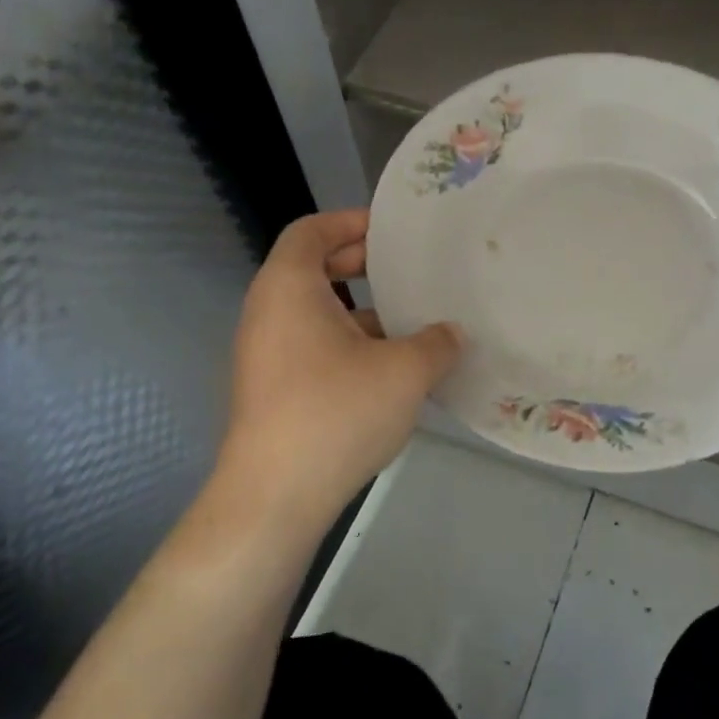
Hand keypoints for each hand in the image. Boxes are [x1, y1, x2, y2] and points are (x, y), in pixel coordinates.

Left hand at [214, 209, 460, 529]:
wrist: (275, 495)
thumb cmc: (336, 412)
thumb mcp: (404, 371)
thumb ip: (437, 343)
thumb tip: (452, 333)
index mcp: (289, 289)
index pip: (310, 231)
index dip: (349, 222)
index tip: (390, 234)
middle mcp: (268, 313)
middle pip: (310, 269)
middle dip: (359, 266)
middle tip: (405, 272)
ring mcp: (265, 354)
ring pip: (315, 313)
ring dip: (360, 312)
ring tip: (410, 324)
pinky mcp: (272, 390)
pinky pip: (312, 347)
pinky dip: (348, 344)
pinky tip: (390, 372)